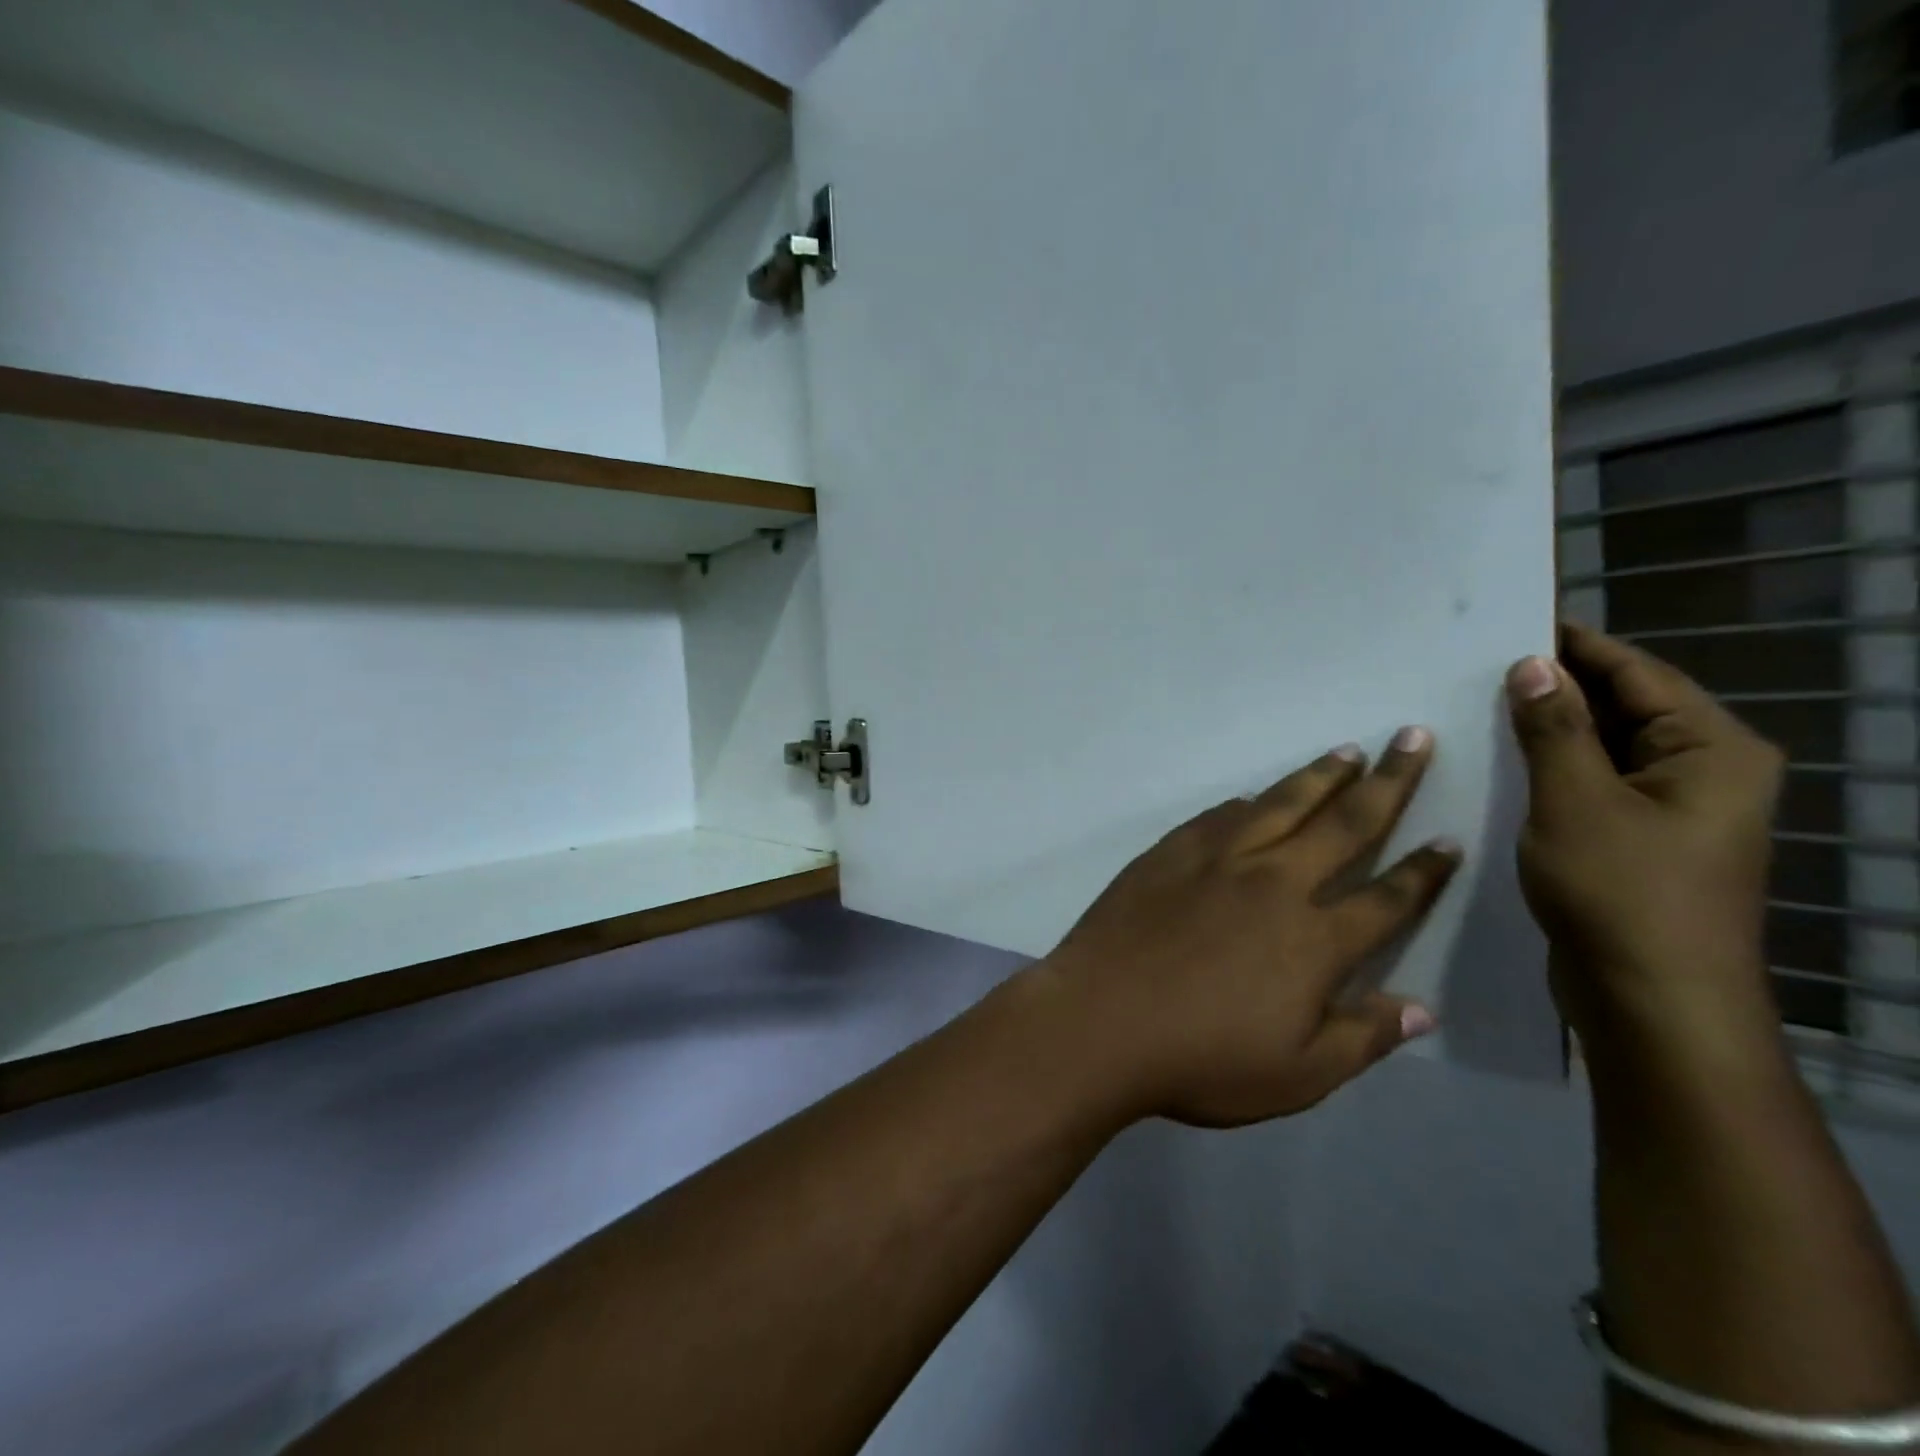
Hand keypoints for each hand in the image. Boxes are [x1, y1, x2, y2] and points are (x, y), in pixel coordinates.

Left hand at [1029, 731, 1461, 1128]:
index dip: (1424, 871)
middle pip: (1343, 824)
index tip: (1450, 839)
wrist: (1099, 1019)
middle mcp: (1273, 883)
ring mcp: (1216, 861)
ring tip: (1348, 751)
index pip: (1387, 898)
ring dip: (1319, 776)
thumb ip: (1363, 1038)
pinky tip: (1254, 795)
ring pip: (1281, 804)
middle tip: (1412, 739)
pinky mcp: (1169, 852)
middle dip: (1388, 781)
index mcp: (1313, 940)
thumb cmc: (1200, 1059)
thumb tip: (1422, 1009)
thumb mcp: (1297, 1076)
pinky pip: (1219, 816)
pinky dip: (1246, 802)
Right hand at [1506, 622, 1784, 1049]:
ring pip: (1602, 749)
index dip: (1576, 645)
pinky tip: (1499, 761)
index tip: (1514, 620)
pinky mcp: (1637, 842)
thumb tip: (1531, 665)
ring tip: (1477, 704)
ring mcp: (1671, 811)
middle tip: (1479, 663)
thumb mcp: (1576, 801)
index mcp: (1711, 751)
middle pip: (1624, 708)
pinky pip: (1591, 785)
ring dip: (1547, 729)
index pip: (1637, 674)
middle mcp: (1702, 772)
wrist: (1652, 1004)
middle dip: (1555, 687)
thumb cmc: (1622, 894)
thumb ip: (1554, 728)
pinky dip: (1549, 768)